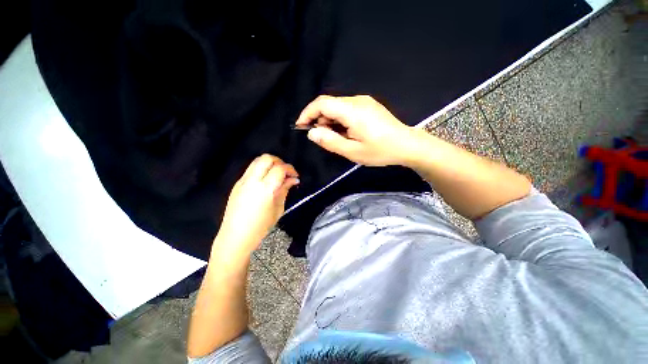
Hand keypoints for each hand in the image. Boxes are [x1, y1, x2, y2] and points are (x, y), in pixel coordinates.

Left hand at [214, 154, 298, 259]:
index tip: (295, 176)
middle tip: (286, 172)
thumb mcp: (278, 209)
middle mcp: (252, 181)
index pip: (280, 169)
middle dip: (279, 162)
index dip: (290, 169)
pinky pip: (251, 169)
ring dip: (270, 163)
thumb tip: (293, 180)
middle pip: (267, 158)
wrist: (235, 237)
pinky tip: (266, 181)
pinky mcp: (237, 184)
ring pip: (257, 161)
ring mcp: (242, 181)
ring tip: (276, 175)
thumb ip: (285, 190)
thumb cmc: (260, 227)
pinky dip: (262, 169)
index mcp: (265, 189)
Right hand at [296, 95, 415, 165]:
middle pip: (329, 104)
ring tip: (337, 138)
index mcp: (352, 111)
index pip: (322, 103)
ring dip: (330, 121)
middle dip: (319, 119)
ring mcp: (364, 101)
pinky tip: (346, 132)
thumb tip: (312, 132)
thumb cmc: (380, 151)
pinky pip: (347, 109)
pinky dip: (340, 119)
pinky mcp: (368, 105)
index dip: (308, 113)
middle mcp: (357, 101)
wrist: (406, 144)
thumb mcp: (352, 151)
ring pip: (337, 107)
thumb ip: (330, 141)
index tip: (301, 126)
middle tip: (322, 138)